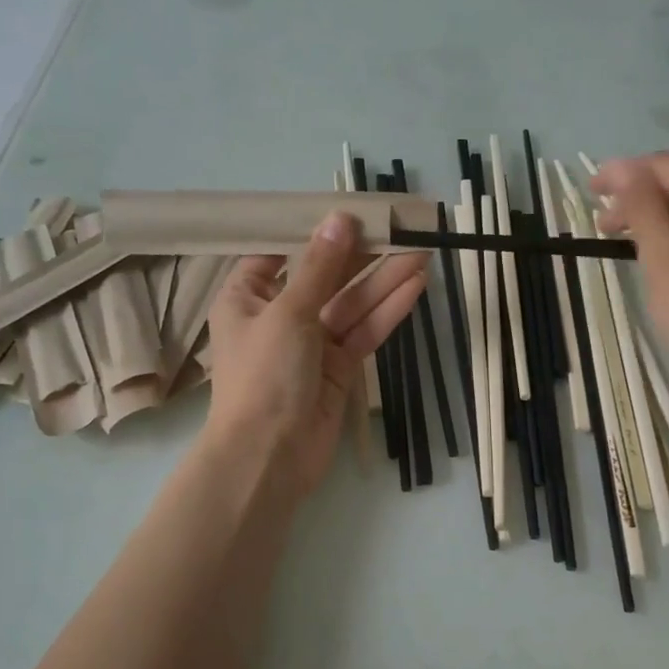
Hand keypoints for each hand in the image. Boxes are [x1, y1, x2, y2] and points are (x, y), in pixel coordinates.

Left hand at [203, 212, 427, 498]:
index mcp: (247, 297)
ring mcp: (311, 344)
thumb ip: (320, 267)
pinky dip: (387, 311)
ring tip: (421, 248)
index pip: (280, 253)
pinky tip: (415, 284)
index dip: (315, 232)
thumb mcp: (288, 312)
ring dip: (384, 278)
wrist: (269, 458)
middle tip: (400, 226)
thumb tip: (340, 219)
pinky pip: (364, 331)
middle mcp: (278, 316)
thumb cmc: (264, 376)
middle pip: (325, 276)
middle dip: (362, 253)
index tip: (350, 211)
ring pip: (351, 303)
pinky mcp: (338, 368)